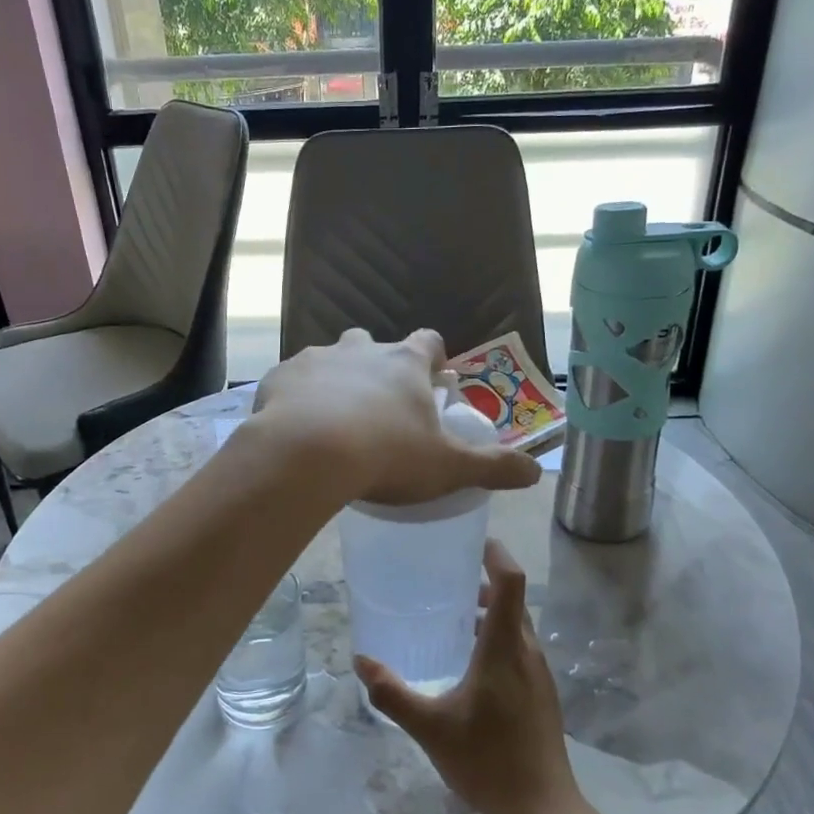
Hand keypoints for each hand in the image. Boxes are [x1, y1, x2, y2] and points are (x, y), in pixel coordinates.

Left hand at [250, 328, 539, 505]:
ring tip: (335, 424)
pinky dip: (297, 400)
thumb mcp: (447, 467)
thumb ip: (493, 467)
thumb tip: (536, 472)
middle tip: (380, 408)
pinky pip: (291, 383)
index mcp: (404, 363)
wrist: (305, 456)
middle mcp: (360, 349)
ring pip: (329, 362)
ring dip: (335, 384)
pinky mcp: (277, 377)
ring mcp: (315, 359)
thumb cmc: (386, 455)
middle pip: (373, 346)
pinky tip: (297, 431)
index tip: (434, 380)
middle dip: (378, 369)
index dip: (433, 358)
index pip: (428, 341)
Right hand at [355, 540, 581, 813]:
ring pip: (517, 627)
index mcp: (503, 649)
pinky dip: (496, 638)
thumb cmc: (487, 761)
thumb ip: (393, 693)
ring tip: (451, 620)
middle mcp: (527, 652)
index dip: (496, 554)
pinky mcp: (542, 694)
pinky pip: (519, 649)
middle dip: (483, 583)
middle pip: (512, 601)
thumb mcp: (430, 727)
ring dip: (489, 614)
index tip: (472, 540)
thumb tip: (361, 661)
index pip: (510, 583)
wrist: (542, 810)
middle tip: (445, 580)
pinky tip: (469, 665)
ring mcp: (539, 674)